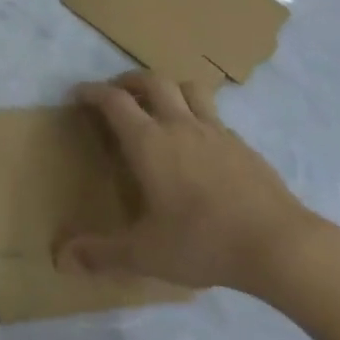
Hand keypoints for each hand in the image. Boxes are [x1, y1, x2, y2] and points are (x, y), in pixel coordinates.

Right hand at [56, 71, 328, 297]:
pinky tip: (199, 142)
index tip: (79, 94)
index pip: (114, 101)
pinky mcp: (242, 144)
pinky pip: (214, 115)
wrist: (277, 243)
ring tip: (160, 104)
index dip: (93, 92)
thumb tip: (62, 258)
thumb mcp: (145, 254)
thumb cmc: (202, 242)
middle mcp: (179, 125)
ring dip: (169, 88)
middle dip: (130, 80)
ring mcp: (215, 131)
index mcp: (149, 142)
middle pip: (153, 81)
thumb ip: (103, 254)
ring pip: (189, 88)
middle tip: (118, 92)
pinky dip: (198, 115)